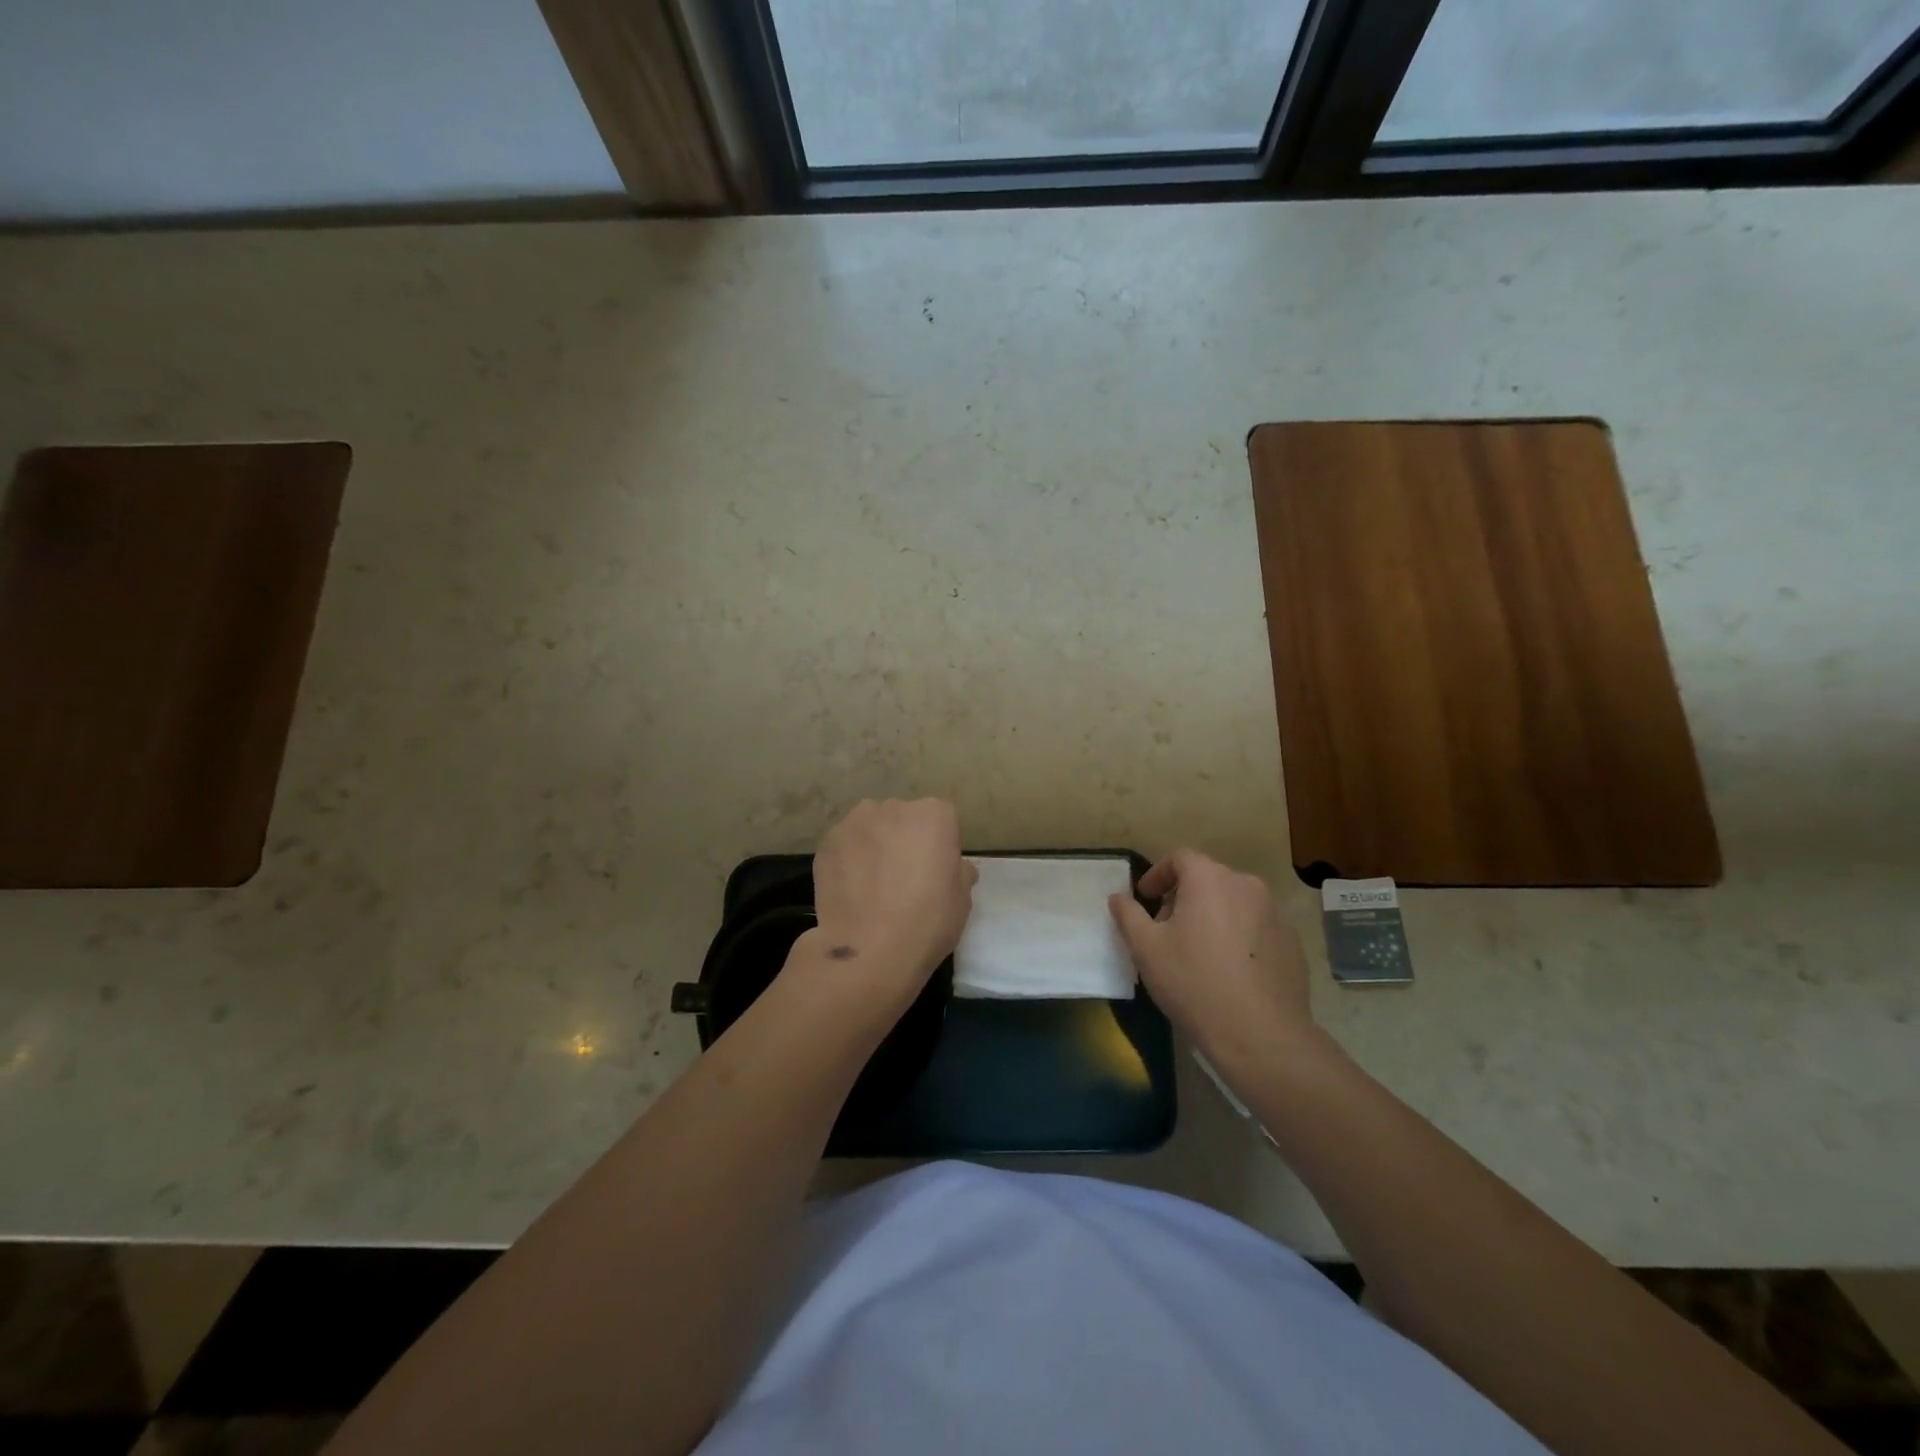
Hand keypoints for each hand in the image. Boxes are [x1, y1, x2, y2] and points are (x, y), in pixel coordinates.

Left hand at [808, 799, 976, 1009]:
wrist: (869, 951)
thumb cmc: (927, 922)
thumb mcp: (962, 900)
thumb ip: (959, 871)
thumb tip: (955, 867)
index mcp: (934, 815)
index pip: (941, 820)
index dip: (938, 846)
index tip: (934, 872)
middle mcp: (894, 808)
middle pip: (903, 818)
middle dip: (904, 840)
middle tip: (903, 877)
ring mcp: (855, 823)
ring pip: (870, 828)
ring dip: (874, 846)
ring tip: (873, 884)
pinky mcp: (827, 843)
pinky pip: (845, 846)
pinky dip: (848, 860)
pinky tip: (851, 890)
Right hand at [1108, 849, 1317, 1074]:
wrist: (1260, 1034)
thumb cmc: (1193, 981)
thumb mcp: (1145, 948)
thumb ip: (1128, 915)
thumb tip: (1118, 897)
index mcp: (1209, 879)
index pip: (1180, 858)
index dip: (1158, 875)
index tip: (1146, 899)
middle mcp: (1246, 885)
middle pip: (1208, 879)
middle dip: (1184, 897)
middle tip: (1167, 929)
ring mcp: (1275, 913)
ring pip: (1234, 903)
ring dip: (1213, 916)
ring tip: (1199, 951)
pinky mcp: (1292, 942)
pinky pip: (1256, 928)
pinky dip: (1239, 937)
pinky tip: (1230, 970)